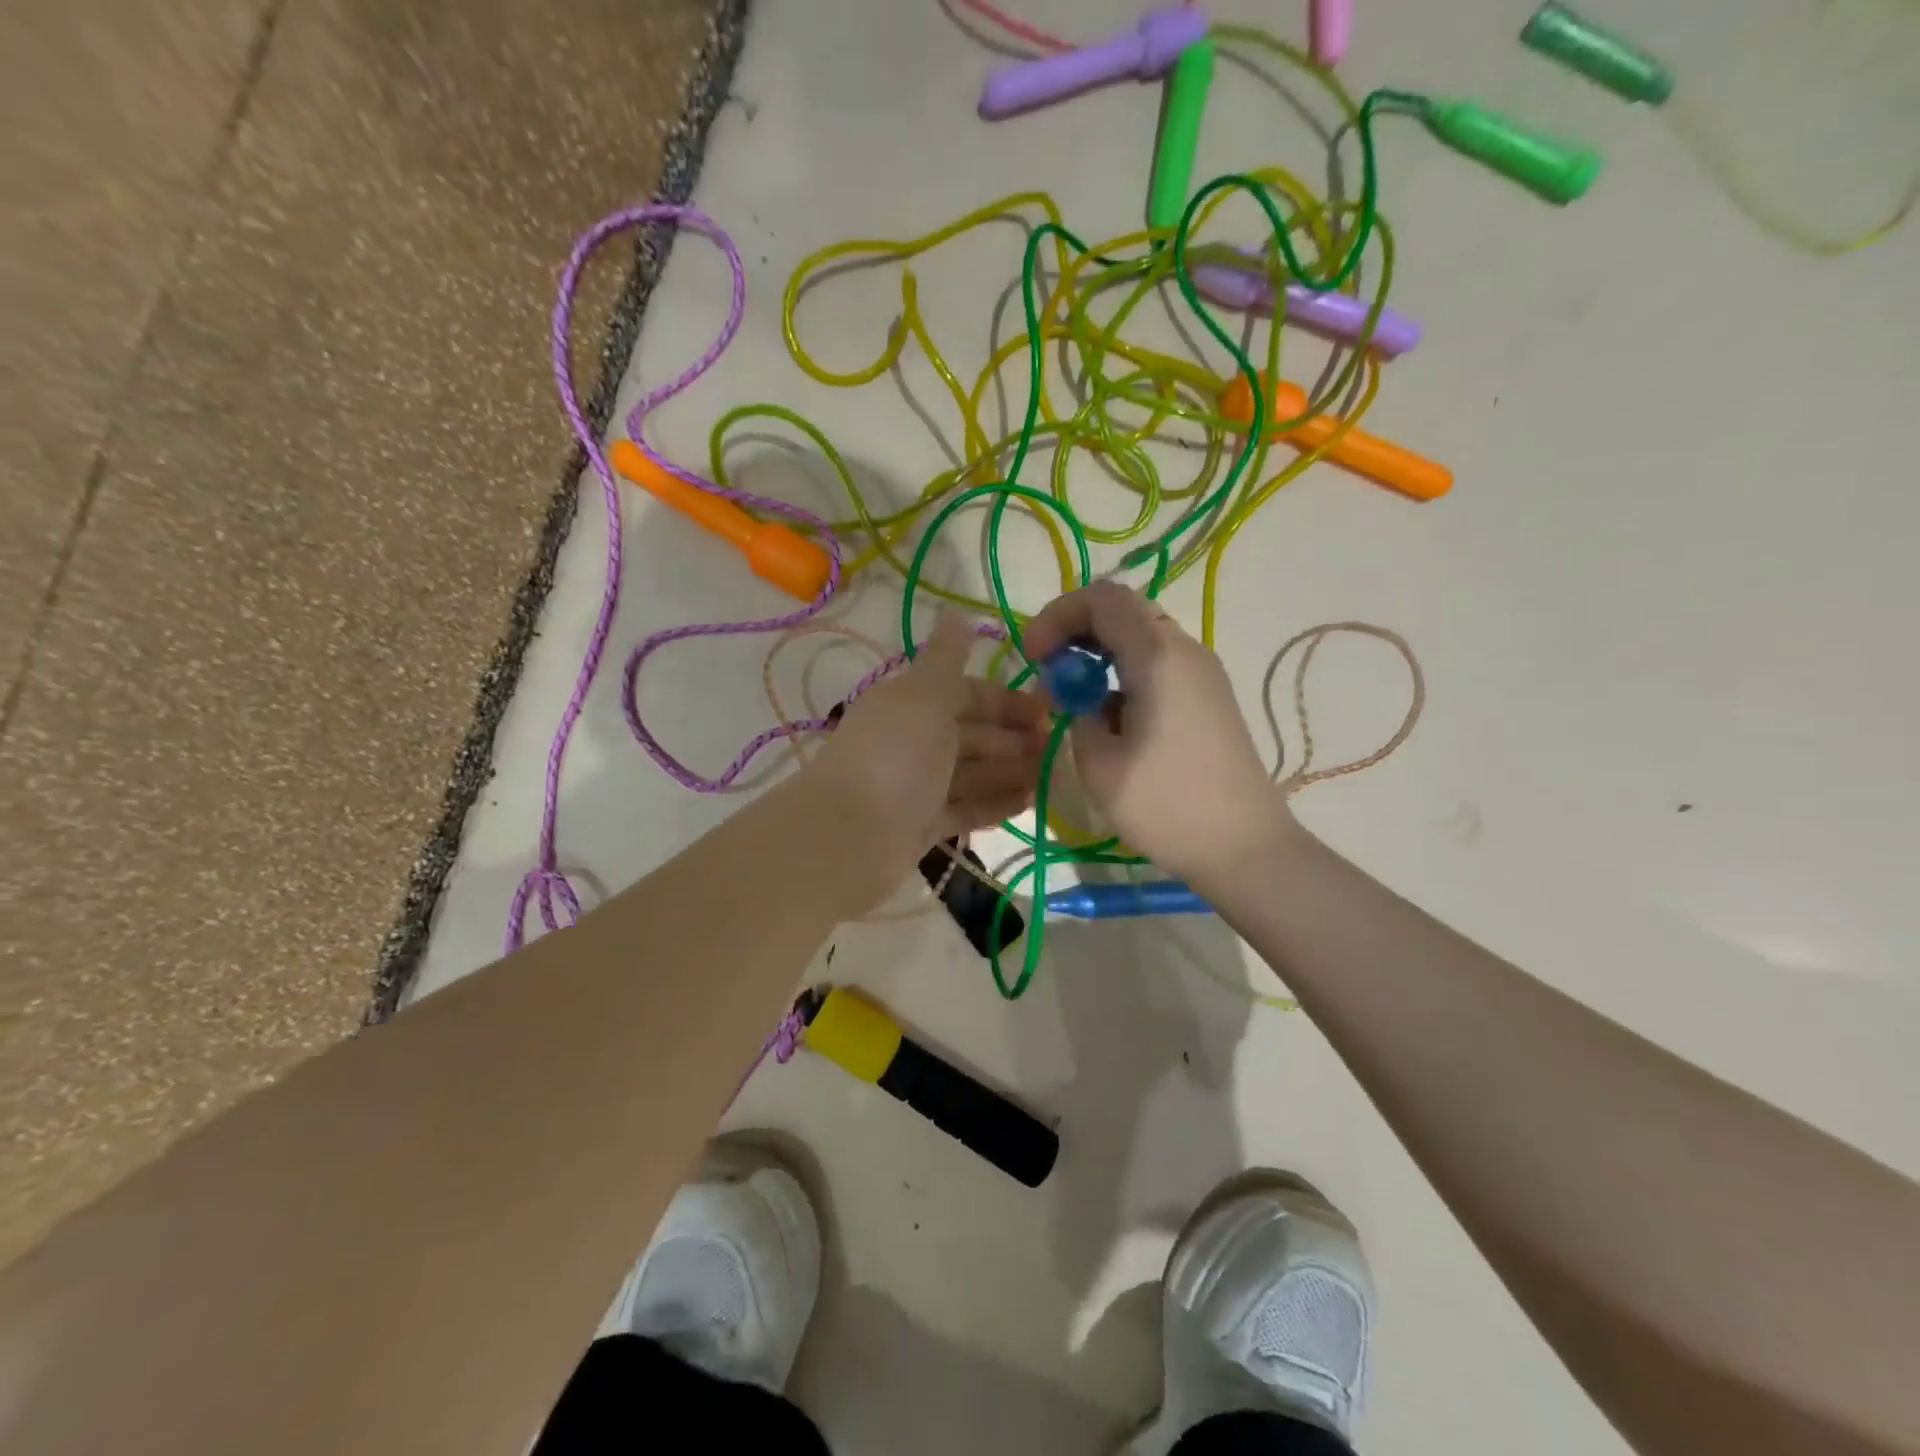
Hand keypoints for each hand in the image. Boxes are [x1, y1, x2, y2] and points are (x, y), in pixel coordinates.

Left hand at [807, 613, 1048, 889]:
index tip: (1047, 709)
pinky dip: (995, 803)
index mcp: (909, 703)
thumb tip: (957, 612)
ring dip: (1010, 771)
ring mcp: (916, 786)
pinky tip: (1029, 803)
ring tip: (1055, 776)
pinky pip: (965, 808)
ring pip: (971, 772)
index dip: (1004, 699)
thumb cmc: (894, 756)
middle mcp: (911, 741)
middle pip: (970, 734)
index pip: (964, 693)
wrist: (849, 836)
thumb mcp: (923, 695)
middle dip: (1013, 737)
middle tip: (1058, 746)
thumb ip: (945, 658)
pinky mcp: (921, 825)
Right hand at [1024, 582, 1286, 882]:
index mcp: (1158, 656)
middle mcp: (1185, 650)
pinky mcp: (1208, 696)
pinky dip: (1123, 670)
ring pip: (1141, 635)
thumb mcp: (1100, 763)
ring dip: (1099, 651)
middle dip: (1076, 629)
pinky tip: (1109, 715)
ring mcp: (1202, 673)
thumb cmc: (1167, 806)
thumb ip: (1077, 712)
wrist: (1245, 847)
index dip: (1058, 615)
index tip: (1033, 656)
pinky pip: (1158, 662)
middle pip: (1123, 609)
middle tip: (1048, 669)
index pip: (1102, 598)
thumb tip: (1077, 694)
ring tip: (1072, 695)